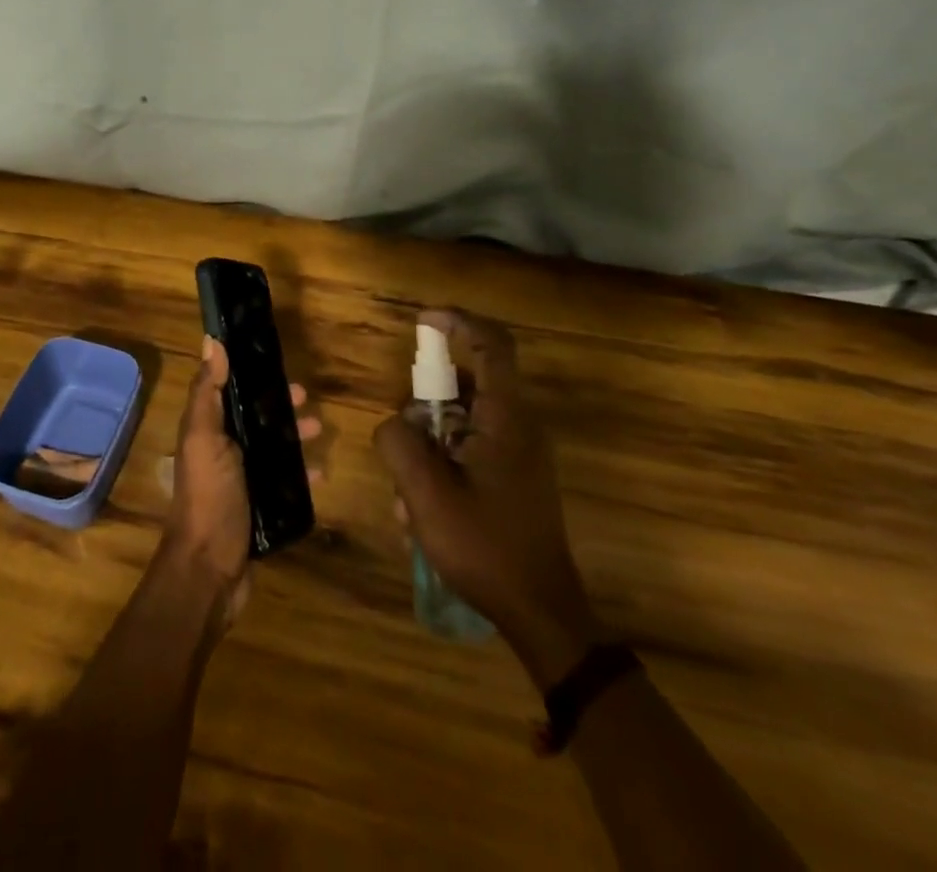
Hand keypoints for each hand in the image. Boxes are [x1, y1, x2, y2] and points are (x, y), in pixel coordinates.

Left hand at [161, 336, 318, 627]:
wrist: (210, 571)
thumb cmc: (209, 497)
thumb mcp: (204, 438)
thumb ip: (207, 393)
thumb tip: (211, 341)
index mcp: (207, 431)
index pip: (228, 391)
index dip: (250, 374)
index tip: (276, 361)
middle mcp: (222, 451)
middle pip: (254, 419)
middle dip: (279, 406)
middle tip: (308, 399)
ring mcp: (242, 482)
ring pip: (272, 448)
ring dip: (294, 436)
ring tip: (320, 430)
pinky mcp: (259, 508)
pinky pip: (284, 482)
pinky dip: (301, 474)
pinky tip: (322, 472)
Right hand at [373, 310, 599, 684]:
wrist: (541, 614)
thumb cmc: (485, 547)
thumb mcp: (426, 494)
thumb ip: (399, 442)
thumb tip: (395, 423)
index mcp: (506, 418)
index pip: (491, 344)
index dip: (457, 322)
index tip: (422, 322)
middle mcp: (519, 426)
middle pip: (467, 384)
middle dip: (425, 404)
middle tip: (402, 440)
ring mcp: (520, 454)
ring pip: (462, 421)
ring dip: (428, 444)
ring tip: (408, 493)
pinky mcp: (515, 478)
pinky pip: (470, 449)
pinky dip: (442, 464)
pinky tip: (422, 512)